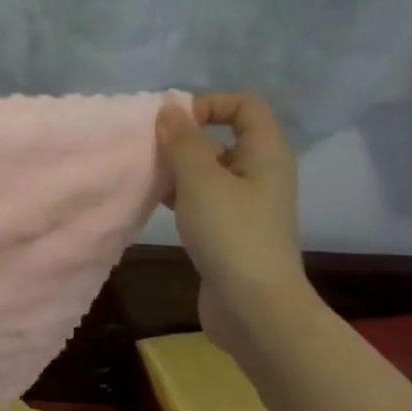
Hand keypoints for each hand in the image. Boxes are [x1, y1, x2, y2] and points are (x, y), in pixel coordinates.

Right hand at [155, 93, 308, 353]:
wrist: (253, 306)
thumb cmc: (231, 235)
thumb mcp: (201, 181)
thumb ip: (182, 142)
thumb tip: (169, 108)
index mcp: (265, 153)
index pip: (245, 105)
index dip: (209, 104)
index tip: (174, 124)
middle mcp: (260, 173)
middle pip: (223, 136)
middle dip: (184, 138)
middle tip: (150, 150)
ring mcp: (246, 204)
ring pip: (208, 169)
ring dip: (177, 168)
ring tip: (146, 176)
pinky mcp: (229, 229)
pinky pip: (202, 198)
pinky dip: (179, 195)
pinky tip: (154, 203)